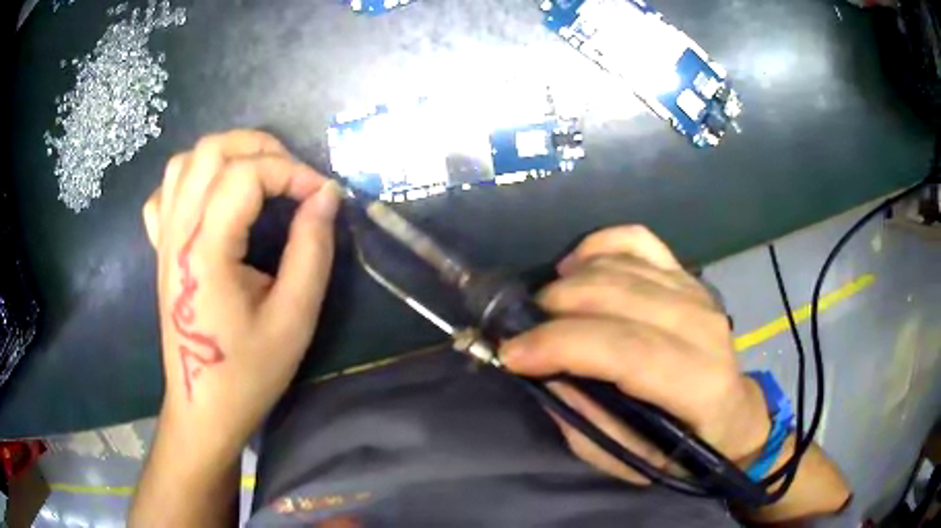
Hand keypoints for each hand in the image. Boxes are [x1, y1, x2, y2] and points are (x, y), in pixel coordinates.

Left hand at [142, 130, 339, 462]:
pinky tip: (212, 199)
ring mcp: (163, 238)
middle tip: (292, 175)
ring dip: (227, 155)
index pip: (246, 175)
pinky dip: (192, 179)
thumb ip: (312, 250)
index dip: (292, 172)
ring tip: (257, 177)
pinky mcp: (160, 249)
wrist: (204, 406)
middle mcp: (178, 233)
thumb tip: (327, 196)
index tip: (322, 196)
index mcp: (206, 251)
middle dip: (260, 147)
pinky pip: (166, 192)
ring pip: (185, 161)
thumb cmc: (249, 372)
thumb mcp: (294, 318)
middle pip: (211, 150)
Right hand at [500, 226, 769, 483]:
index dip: (561, 344)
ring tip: (544, 309)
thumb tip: (545, 372)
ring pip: (621, 266)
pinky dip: (599, 244)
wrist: (730, 416)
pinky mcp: (687, 276)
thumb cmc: (681, 450)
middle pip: (617, 296)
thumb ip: (586, 419)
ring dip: (568, 282)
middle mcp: (703, 327)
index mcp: (698, 384)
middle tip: (523, 331)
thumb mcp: (628, 458)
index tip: (511, 353)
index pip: (625, 349)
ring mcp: (697, 293)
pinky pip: (637, 239)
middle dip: (555, 308)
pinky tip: (575, 266)